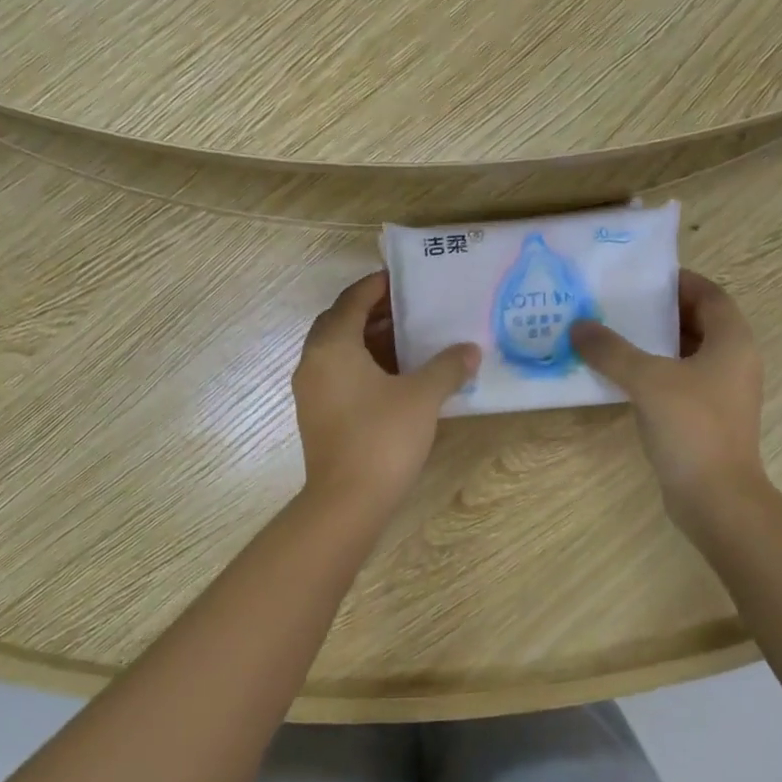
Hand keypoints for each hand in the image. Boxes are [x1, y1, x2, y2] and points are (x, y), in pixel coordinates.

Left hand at [292, 272, 479, 516]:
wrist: (347, 502)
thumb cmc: (383, 438)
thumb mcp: (422, 397)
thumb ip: (447, 367)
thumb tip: (469, 350)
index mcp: (333, 345)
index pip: (352, 300)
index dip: (377, 286)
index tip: (403, 279)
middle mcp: (314, 361)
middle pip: (341, 322)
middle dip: (373, 312)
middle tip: (410, 308)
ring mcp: (312, 390)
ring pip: (339, 350)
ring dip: (369, 340)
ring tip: (409, 339)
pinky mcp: (317, 414)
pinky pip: (338, 374)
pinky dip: (363, 364)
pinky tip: (396, 376)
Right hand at [571, 271, 766, 540]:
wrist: (716, 498)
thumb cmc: (691, 427)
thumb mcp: (647, 380)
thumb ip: (611, 350)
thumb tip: (578, 326)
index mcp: (732, 342)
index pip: (709, 294)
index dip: (678, 281)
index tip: (641, 277)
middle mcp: (733, 361)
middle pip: (697, 322)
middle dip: (659, 311)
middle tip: (617, 304)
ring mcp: (721, 392)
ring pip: (686, 353)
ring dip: (653, 342)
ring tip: (611, 335)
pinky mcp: (707, 417)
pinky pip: (679, 380)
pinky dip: (654, 371)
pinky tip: (620, 376)